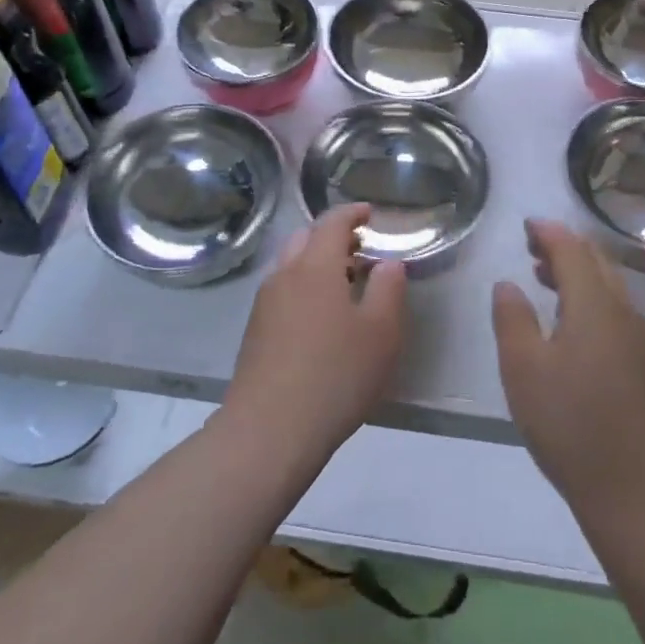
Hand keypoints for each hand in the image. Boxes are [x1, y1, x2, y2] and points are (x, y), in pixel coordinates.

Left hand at [223, 204, 407, 471]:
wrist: (268, 430)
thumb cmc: (335, 375)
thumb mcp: (381, 333)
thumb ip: (388, 289)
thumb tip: (388, 263)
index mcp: (315, 266)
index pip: (331, 222)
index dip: (352, 213)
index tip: (369, 213)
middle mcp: (284, 275)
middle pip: (305, 239)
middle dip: (332, 237)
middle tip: (359, 250)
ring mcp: (264, 304)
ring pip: (291, 266)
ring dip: (316, 264)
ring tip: (344, 286)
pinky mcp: (255, 332)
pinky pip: (282, 292)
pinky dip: (303, 288)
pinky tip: (320, 320)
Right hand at [493, 219, 644, 519]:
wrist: (637, 491)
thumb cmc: (571, 424)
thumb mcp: (523, 369)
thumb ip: (512, 318)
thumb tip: (508, 284)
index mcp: (594, 304)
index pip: (572, 249)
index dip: (548, 232)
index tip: (526, 225)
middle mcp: (623, 311)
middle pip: (597, 261)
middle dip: (565, 247)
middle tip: (533, 246)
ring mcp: (639, 339)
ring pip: (609, 286)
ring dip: (578, 273)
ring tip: (545, 279)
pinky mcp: (644, 366)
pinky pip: (615, 311)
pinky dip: (590, 298)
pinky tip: (572, 324)